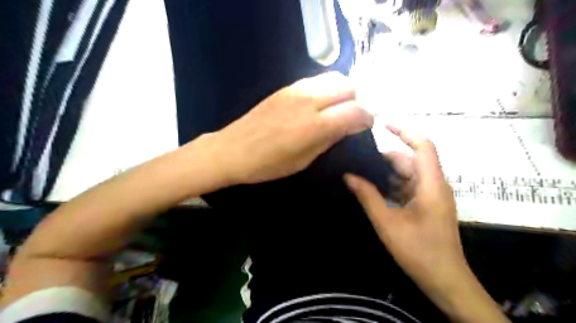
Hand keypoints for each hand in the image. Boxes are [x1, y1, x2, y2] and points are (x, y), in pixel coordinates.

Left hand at [209, 72, 371, 185]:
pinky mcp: (286, 87)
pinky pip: (316, 81)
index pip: (356, 111)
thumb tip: (348, 127)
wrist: (232, 150)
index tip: (364, 128)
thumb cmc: (267, 164)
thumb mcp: (303, 160)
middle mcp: (309, 101)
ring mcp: (296, 90)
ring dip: (341, 93)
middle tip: (349, 118)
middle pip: (347, 87)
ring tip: (335, 110)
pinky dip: (325, 90)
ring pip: (333, 78)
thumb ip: (328, 140)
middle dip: (355, 101)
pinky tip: (317, 105)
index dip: (366, 119)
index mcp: (314, 125)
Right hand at [341, 125, 466, 299]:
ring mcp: (432, 195)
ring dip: (387, 173)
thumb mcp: (387, 222)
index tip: (382, 124)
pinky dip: (392, 185)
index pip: (422, 146)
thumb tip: (348, 176)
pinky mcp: (428, 205)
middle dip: (386, 157)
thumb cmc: (418, 251)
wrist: (445, 280)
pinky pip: (408, 187)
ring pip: (408, 174)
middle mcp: (434, 185)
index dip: (404, 131)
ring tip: (361, 171)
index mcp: (431, 184)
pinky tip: (373, 189)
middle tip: (359, 157)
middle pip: (411, 160)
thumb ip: (367, 196)